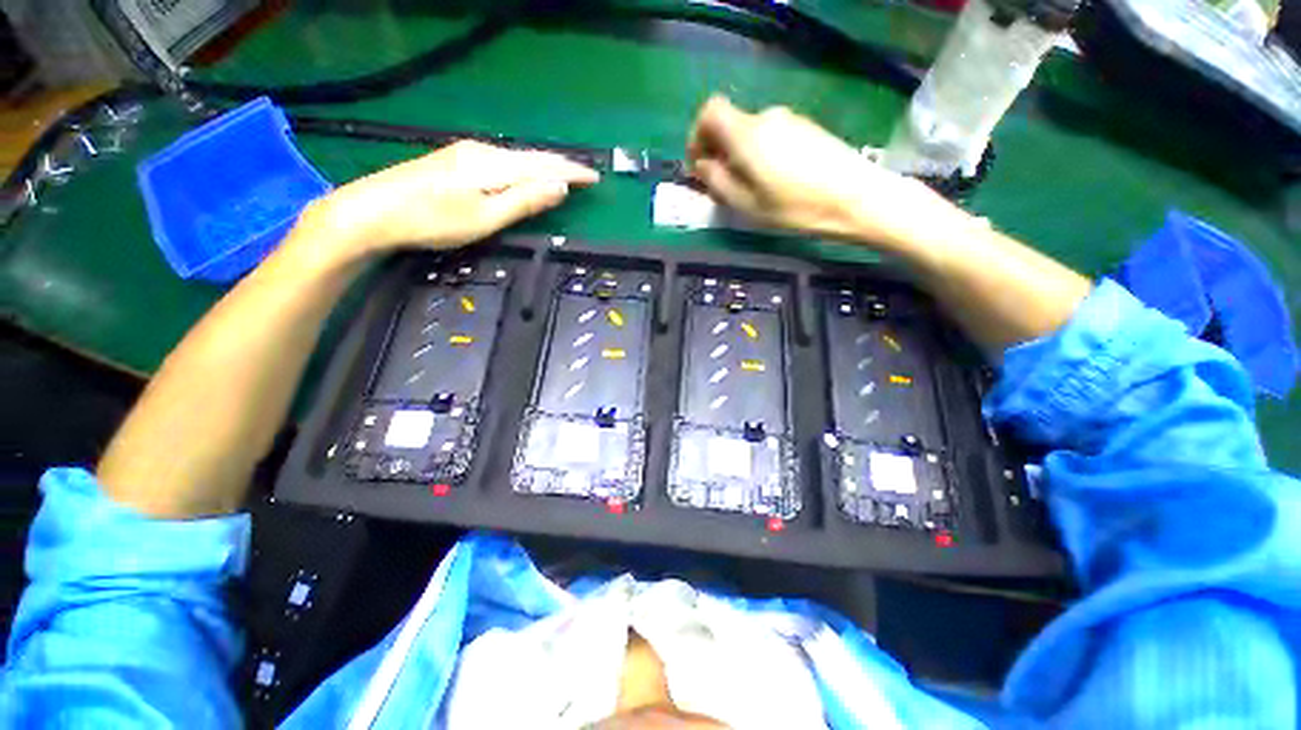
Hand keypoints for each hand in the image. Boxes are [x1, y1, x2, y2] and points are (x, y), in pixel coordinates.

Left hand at [304, 140, 598, 261]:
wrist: (371, 211)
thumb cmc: (433, 221)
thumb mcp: (485, 217)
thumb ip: (524, 201)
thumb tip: (559, 188)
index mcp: (494, 165)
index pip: (544, 165)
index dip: (571, 172)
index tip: (594, 178)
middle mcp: (482, 152)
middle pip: (531, 157)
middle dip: (560, 167)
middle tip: (583, 177)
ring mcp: (465, 154)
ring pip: (516, 158)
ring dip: (542, 167)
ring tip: (561, 176)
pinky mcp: (453, 161)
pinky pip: (501, 161)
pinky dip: (522, 169)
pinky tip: (523, 174)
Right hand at [687, 96, 955, 248]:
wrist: (857, 198)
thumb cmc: (796, 208)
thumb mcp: (748, 205)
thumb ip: (718, 182)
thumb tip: (702, 165)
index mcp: (747, 134)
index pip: (710, 111)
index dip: (697, 135)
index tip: (699, 165)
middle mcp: (767, 118)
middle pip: (731, 124)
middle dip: (719, 152)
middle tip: (722, 186)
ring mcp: (790, 120)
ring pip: (751, 132)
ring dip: (740, 155)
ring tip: (749, 189)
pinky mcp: (807, 128)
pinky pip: (771, 135)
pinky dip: (760, 153)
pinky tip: (773, 181)